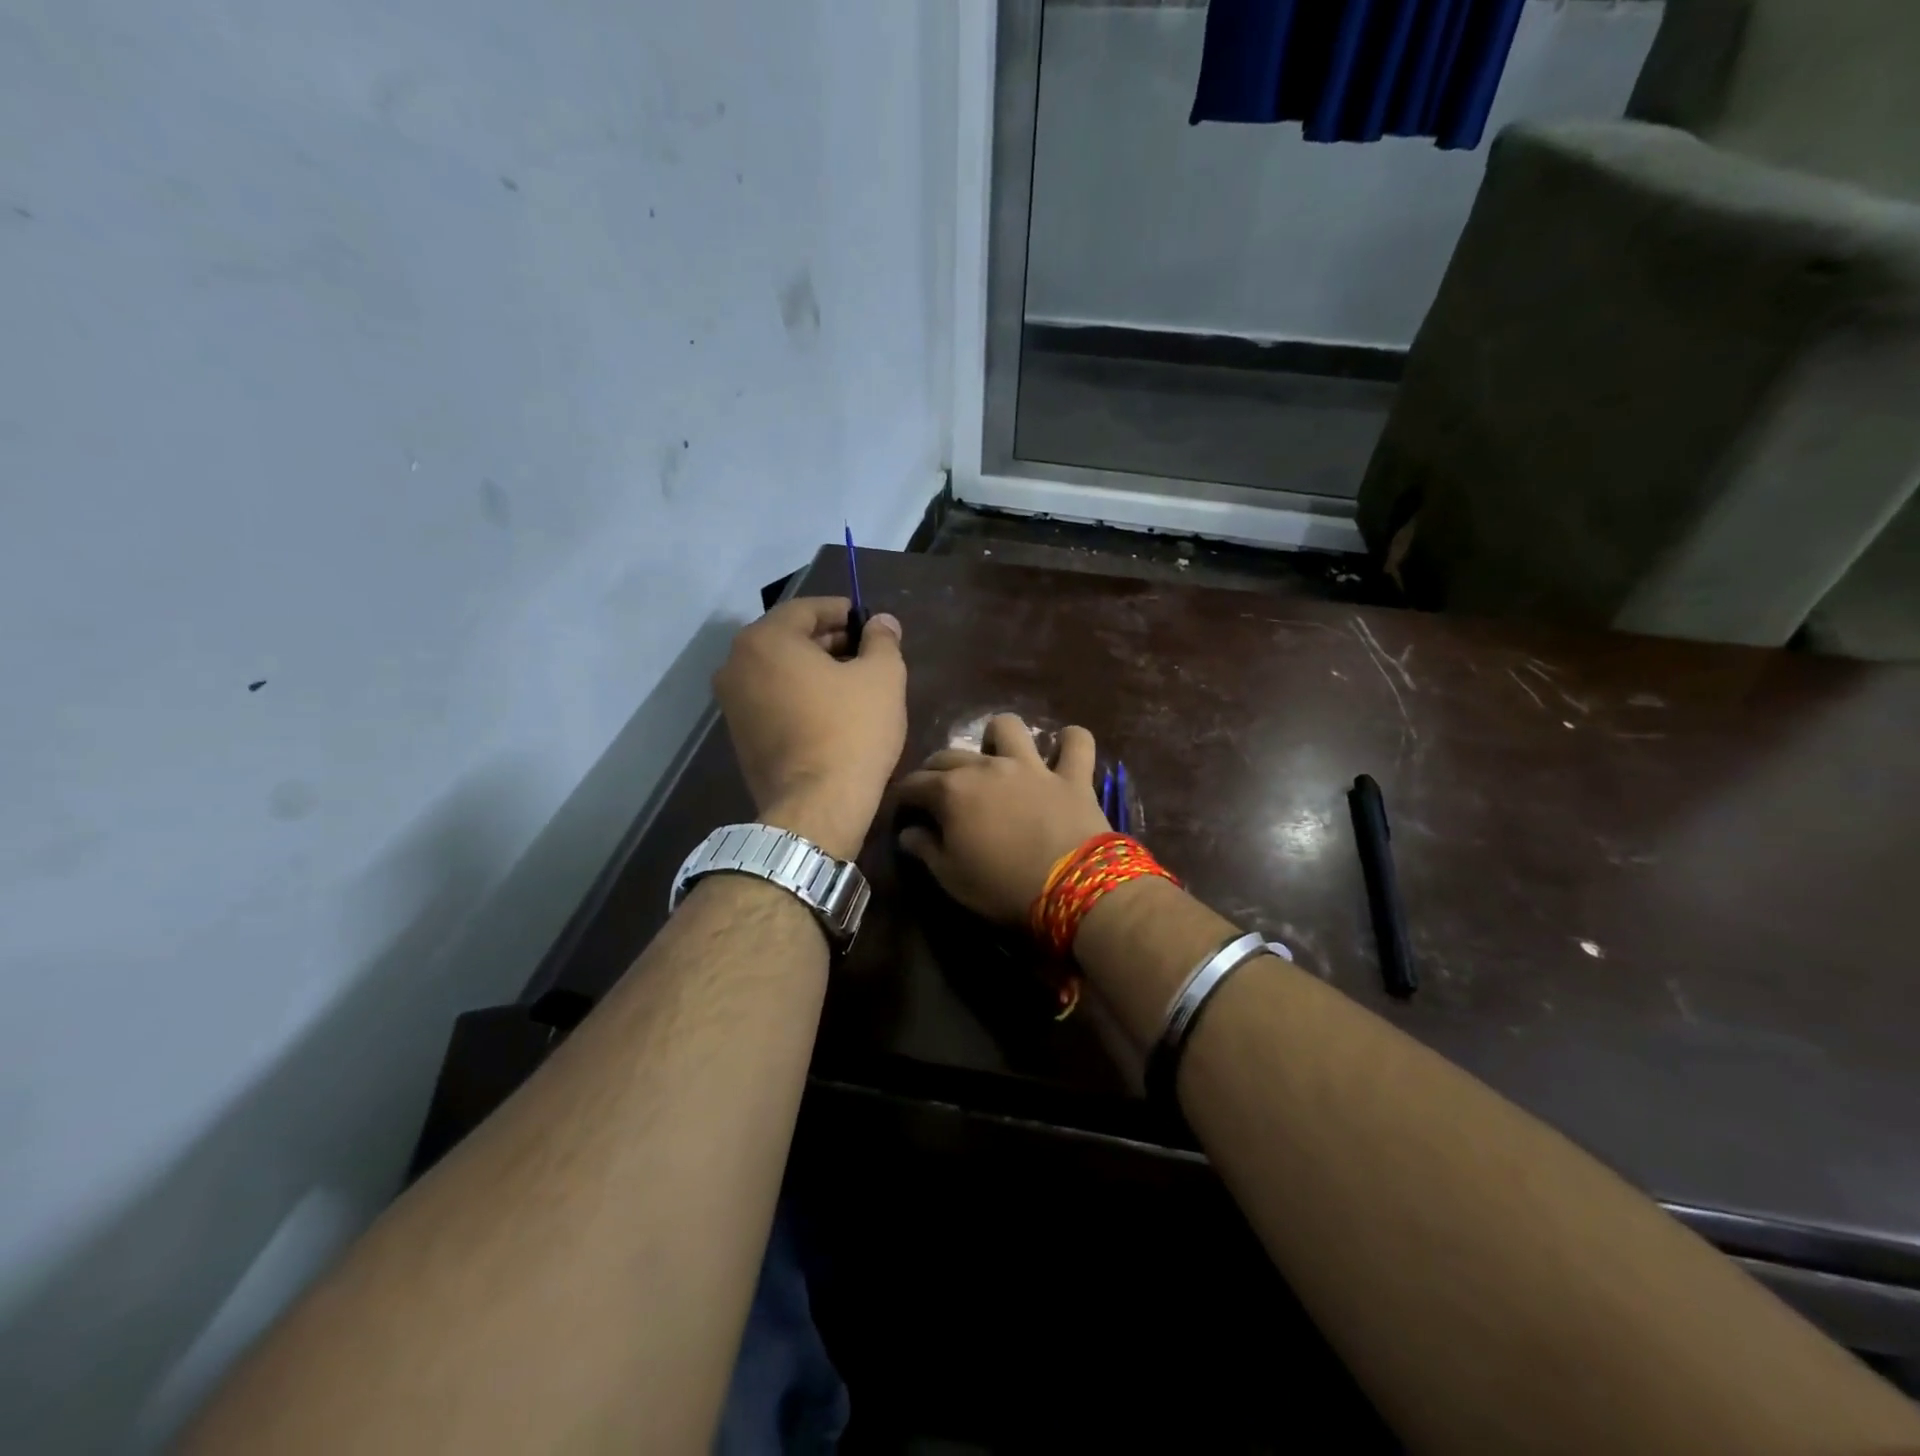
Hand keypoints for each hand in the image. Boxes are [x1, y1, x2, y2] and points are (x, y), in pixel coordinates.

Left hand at [713, 597, 905, 860]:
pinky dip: (797, 695)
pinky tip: (830, 710)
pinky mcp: (738, 735)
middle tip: (866, 652)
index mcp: (766, 640)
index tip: (869, 624)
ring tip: (853, 682)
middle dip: (829, 640)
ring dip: (813, 669)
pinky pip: (771, 698)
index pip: (806, 609)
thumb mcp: (882, 677)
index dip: (843, 611)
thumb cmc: (852, 731)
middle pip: (788, 638)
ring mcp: (731, 703)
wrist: (816, 806)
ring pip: (778, 670)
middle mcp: (736, 664)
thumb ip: (882, 640)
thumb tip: (882, 622)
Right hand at [894, 714, 1113, 924]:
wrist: (1072, 887)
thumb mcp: (951, 877)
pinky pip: (1077, 743)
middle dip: (935, 769)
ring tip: (998, 756)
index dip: (903, 796)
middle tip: (937, 790)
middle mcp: (988, 767)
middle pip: (950, 755)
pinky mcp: (1072, 775)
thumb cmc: (1002, 886)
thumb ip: (925, 849)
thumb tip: (908, 832)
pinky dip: (1070, 742)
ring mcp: (1032, 766)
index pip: (914, 784)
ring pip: (1009, 728)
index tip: (901, 808)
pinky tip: (1064, 751)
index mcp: (952, 791)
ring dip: (999, 737)